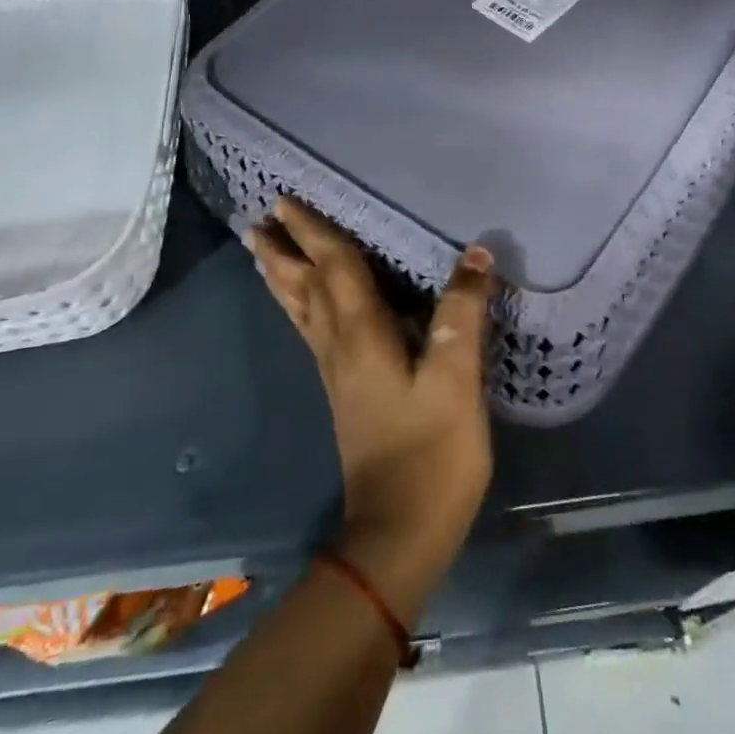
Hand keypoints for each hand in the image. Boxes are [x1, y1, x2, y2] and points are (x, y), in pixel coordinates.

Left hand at [246, 197, 495, 623]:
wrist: (399, 533)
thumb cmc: (431, 452)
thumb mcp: (456, 379)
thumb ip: (462, 314)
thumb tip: (475, 253)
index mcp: (360, 335)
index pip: (334, 269)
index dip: (314, 232)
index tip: (286, 200)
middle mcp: (338, 347)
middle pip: (304, 287)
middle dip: (283, 251)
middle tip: (259, 221)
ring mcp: (336, 373)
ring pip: (301, 311)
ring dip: (283, 277)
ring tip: (264, 253)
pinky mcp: (345, 392)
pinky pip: (312, 330)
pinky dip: (300, 304)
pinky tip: (306, 307)